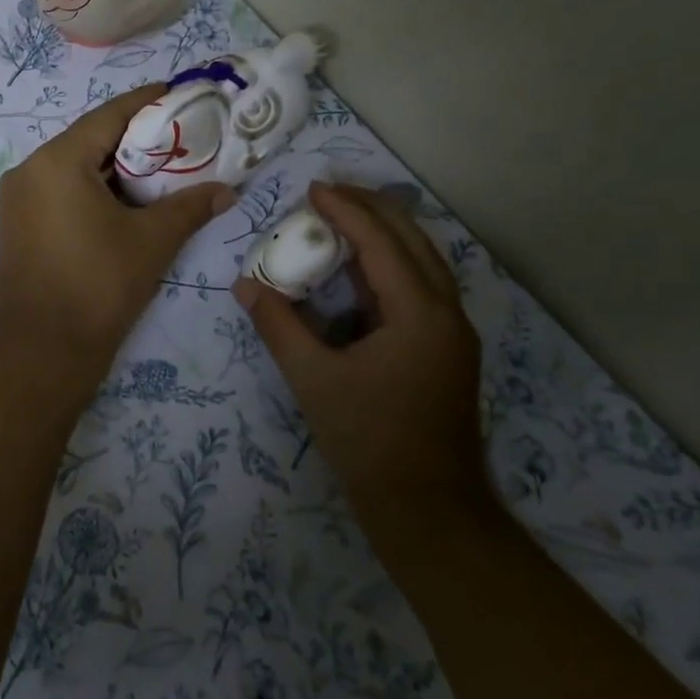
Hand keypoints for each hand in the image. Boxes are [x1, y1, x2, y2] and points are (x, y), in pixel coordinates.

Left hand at [0, 84, 233, 384]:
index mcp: (57, 161)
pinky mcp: (17, 225)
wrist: (40, 351)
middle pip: (90, 140)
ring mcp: (17, 199)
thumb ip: (190, 208)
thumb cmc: (98, 286)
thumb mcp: (151, 241)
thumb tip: (227, 192)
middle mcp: (29, 170)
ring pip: (74, 167)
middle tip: (180, 139)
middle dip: (135, 139)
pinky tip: (125, 202)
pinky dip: (93, 189)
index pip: (109, 115)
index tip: (181, 94)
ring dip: (115, 167)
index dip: (147, 102)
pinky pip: (60, 191)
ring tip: (161, 170)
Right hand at [234, 182, 484, 505]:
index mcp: (419, 313)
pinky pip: (422, 287)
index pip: (381, 242)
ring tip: (344, 218)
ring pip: (423, 262)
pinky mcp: (448, 351)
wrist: (428, 510)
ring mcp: (454, 333)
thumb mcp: (313, 380)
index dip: (346, 209)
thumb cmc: (369, 442)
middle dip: (372, 209)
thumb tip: (245, 285)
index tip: (312, 188)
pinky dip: (392, 266)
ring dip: (386, 234)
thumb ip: (279, 327)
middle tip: (328, 193)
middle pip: (413, 240)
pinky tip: (362, 271)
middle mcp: (447, 312)